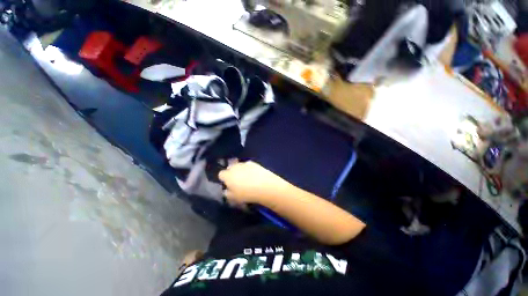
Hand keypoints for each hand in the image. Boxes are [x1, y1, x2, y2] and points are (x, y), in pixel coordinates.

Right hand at [218, 161, 288, 205]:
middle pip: (230, 168)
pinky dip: (249, 169)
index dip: (224, 179)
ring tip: (247, 179)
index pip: (221, 174)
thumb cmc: (246, 194)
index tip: (228, 185)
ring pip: (239, 166)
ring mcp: (245, 164)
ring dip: (241, 171)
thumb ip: (227, 193)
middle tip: (237, 182)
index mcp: (227, 175)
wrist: (264, 186)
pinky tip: (255, 176)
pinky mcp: (255, 163)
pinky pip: (249, 166)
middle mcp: (235, 167)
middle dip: (232, 174)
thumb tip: (227, 190)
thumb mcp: (233, 198)